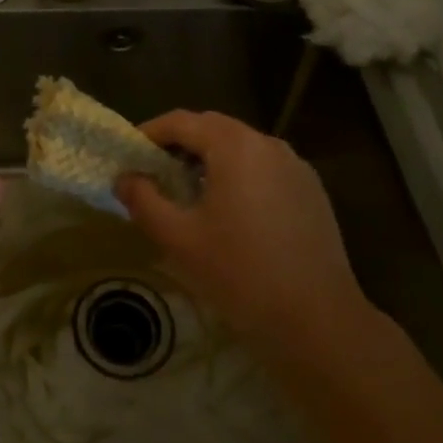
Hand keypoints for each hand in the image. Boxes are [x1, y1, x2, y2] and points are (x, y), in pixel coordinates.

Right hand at [115, 111, 374, 360]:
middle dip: (180, 144)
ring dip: (211, 159)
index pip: (182, 121)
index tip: (129, 155)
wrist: (318, 321)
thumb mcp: (178, 239)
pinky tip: (231, 211)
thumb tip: (124, 178)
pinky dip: (240, 175)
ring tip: (189, 192)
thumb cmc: (240, 273)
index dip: (150, 133)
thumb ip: (144, 200)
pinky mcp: (312, 190)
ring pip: (241, 147)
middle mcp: (267, 144)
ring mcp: (295, 166)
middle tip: (155, 172)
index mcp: (234, 146)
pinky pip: (265, 168)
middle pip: (213, 128)